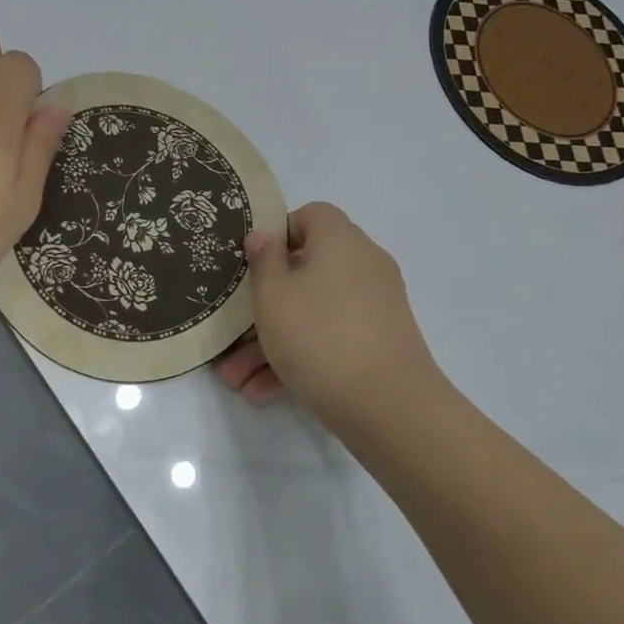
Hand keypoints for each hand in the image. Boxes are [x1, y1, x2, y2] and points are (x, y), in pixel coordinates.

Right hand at [214, 202, 448, 433]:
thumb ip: (263, 260)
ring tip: (237, 380)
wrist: (391, 408)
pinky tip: (265, 393)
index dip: (278, 234)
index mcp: (340, 241)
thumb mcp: (273, 295)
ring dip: (273, 342)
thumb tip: (264, 234)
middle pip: (305, 272)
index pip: (310, 215)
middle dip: (263, 306)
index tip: (251, 265)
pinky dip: (301, 357)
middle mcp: (363, 266)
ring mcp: (375, 307)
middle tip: (232, 333)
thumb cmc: (319, 336)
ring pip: (313, 313)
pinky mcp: (380, 344)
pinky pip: (331, 339)